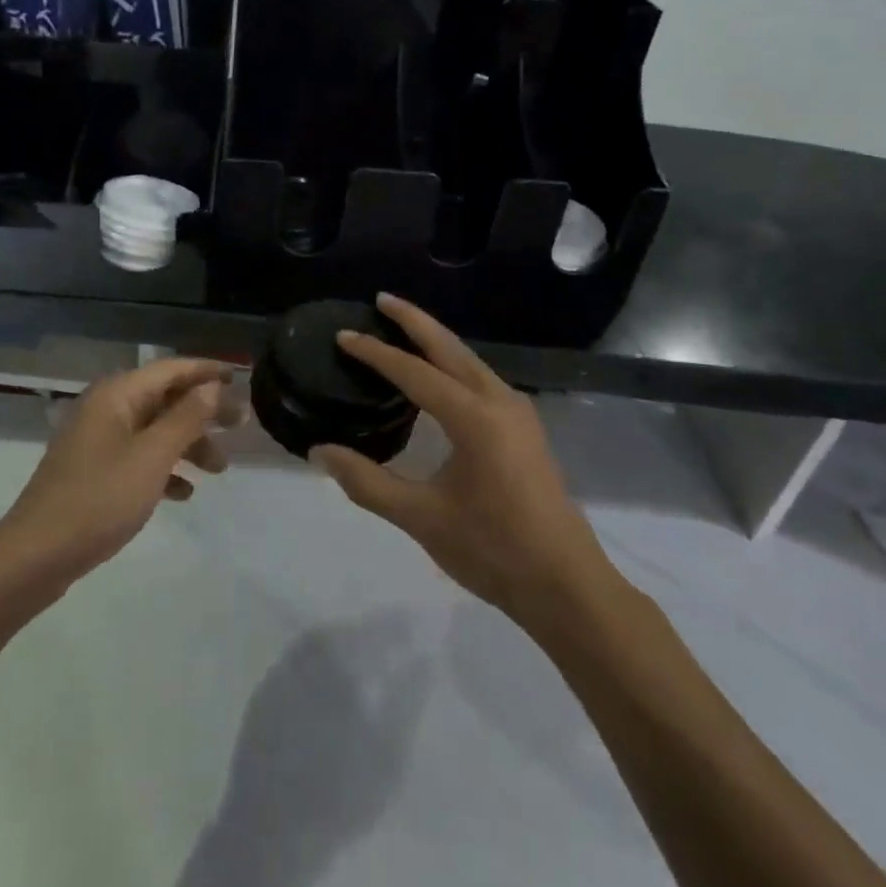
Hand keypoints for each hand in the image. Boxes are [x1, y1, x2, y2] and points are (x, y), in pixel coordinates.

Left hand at [0, 358, 230, 584]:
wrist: (34, 557)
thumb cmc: (99, 499)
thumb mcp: (152, 457)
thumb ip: (186, 419)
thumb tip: (212, 388)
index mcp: (117, 395)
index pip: (171, 369)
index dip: (207, 371)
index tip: (241, 379)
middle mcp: (106, 408)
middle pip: (164, 398)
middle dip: (202, 412)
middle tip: (240, 426)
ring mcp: (97, 441)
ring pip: (154, 430)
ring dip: (187, 443)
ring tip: (219, 468)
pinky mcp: (93, 471)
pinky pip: (138, 457)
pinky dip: (164, 468)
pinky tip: (184, 493)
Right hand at [310, 294, 618, 621]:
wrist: (566, 586)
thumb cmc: (492, 550)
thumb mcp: (421, 518)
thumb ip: (367, 482)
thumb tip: (319, 451)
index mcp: (473, 417)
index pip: (413, 372)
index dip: (375, 353)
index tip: (343, 336)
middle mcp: (498, 400)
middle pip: (449, 347)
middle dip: (414, 320)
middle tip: (381, 299)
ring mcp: (517, 412)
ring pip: (468, 360)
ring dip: (435, 340)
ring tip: (403, 327)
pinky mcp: (524, 428)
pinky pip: (480, 378)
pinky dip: (452, 363)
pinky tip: (438, 373)